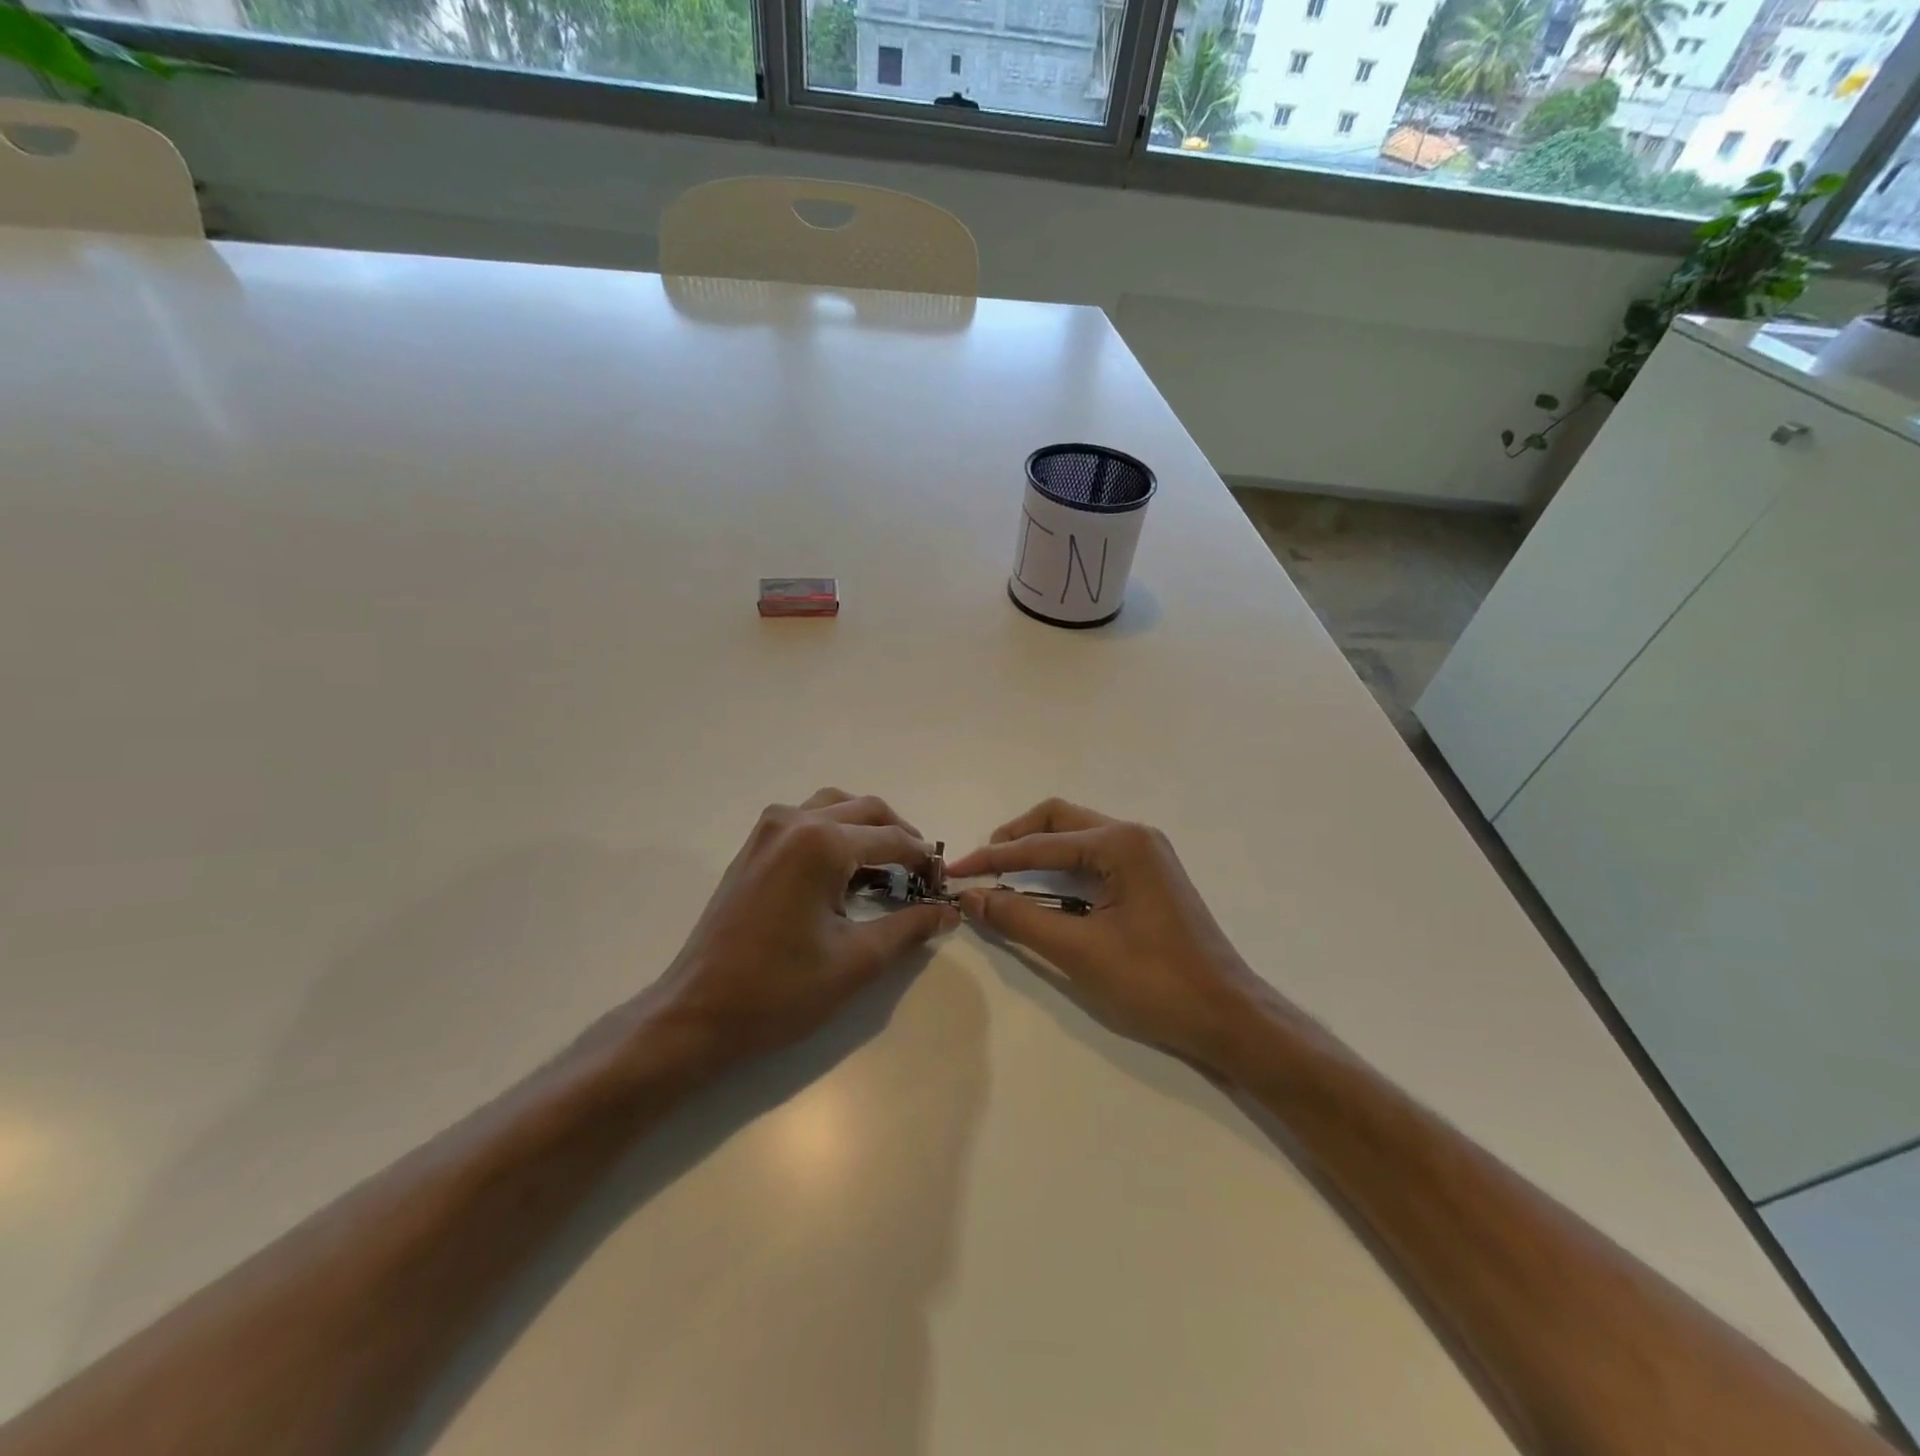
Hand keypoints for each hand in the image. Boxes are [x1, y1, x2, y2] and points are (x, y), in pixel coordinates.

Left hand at [648, 789, 957, 1069]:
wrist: (698, 1012)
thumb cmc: (780, 989)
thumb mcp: (857, 960)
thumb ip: (909, 928)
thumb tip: (948, 911)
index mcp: (822, 843)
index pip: (892, 838)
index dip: (924, 859)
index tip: (943, 884)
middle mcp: (795, 821)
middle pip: (866, 809)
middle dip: (900, 836)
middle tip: (921, 873)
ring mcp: (768, 830)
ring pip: (835, 807)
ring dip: (867, 827)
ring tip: (888, 865)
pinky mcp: (753, 847)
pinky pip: (807, 820)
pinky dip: (835, 832)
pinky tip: (845, 870)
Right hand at [949, 799, 1272, 1070]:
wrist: (1227, 1015)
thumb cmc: (1155, 983)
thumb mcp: (1079, 951)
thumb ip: (1021, 918)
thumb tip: (972, 897)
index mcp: (1122, 844)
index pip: (1042, 844)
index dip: (994, 859)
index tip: (956, 873)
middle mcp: (1135, 836)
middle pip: (1061, 820)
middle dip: (1016, 838)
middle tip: (982, 864)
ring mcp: (1147, 855)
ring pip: (1078, 835)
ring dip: (1039, 848)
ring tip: (1003, 873)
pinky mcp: (1150, 876)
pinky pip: (1095, 855)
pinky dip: (1062, 865)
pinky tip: (1044, 886)